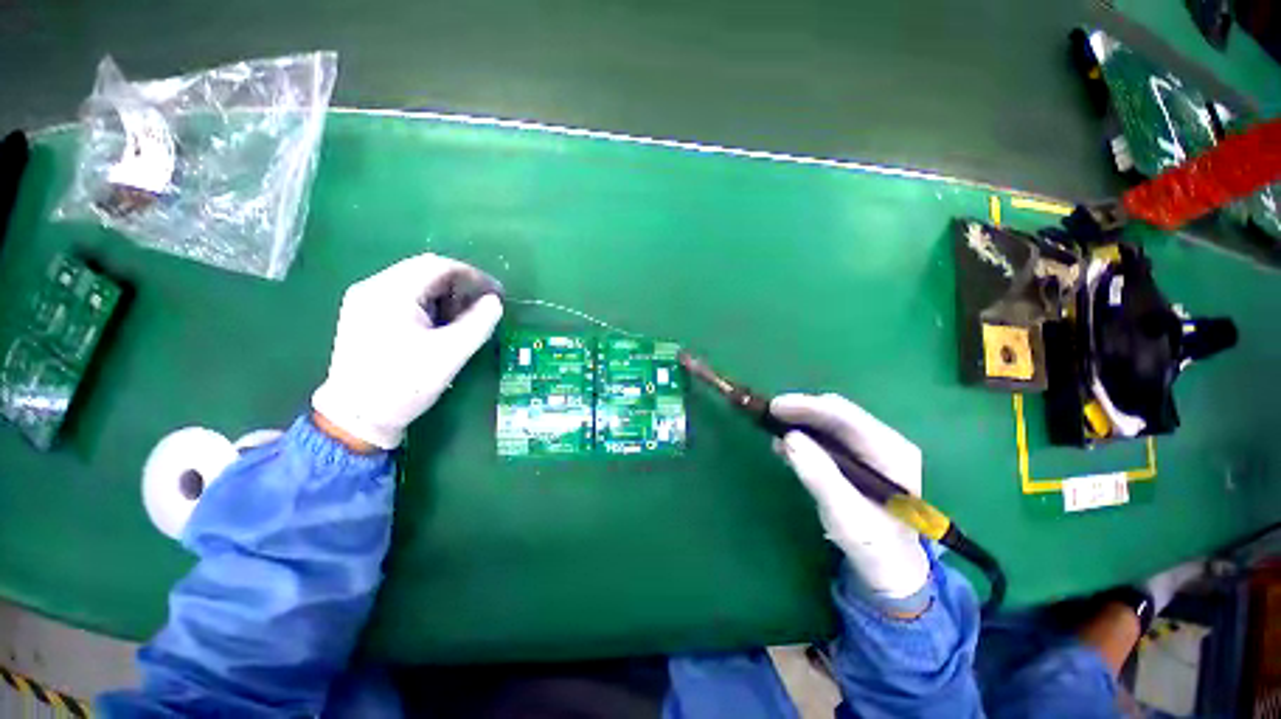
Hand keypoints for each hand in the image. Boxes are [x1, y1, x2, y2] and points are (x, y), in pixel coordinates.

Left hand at [312, 253, 503, 450]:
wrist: (357, 417)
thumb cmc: (405, 384)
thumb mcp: (450, 354)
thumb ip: (478, 323)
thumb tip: (495, 301)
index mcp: (391, 292)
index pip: (439, 266)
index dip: (473, 276)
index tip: (496, 294)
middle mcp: (373, 287)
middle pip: (426, 271)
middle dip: (460, 287)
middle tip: (481, 309)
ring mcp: (365, 301)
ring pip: (416, 284)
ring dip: (445, 297)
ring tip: (461, 322)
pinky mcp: (365, 315)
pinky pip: (404, 298)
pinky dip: (429, 306)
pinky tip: (438, 327)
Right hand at [772, 393, 928, 600]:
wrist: (889, 566)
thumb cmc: (872, 545)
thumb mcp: (844, 515)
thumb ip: (819, 475)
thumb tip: (789, 438)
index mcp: (893, 453)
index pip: (846, 417)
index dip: (808, 407)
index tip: (774, 407)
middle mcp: (885, 442)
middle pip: (838, 414)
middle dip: (802, 411)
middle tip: (768, 416)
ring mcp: (872, 448)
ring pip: (830, 422)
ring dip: (800, 422)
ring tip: (773, 431)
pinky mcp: (858, 456)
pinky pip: (827, 436)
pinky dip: (804, 436)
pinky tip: (785, 444)